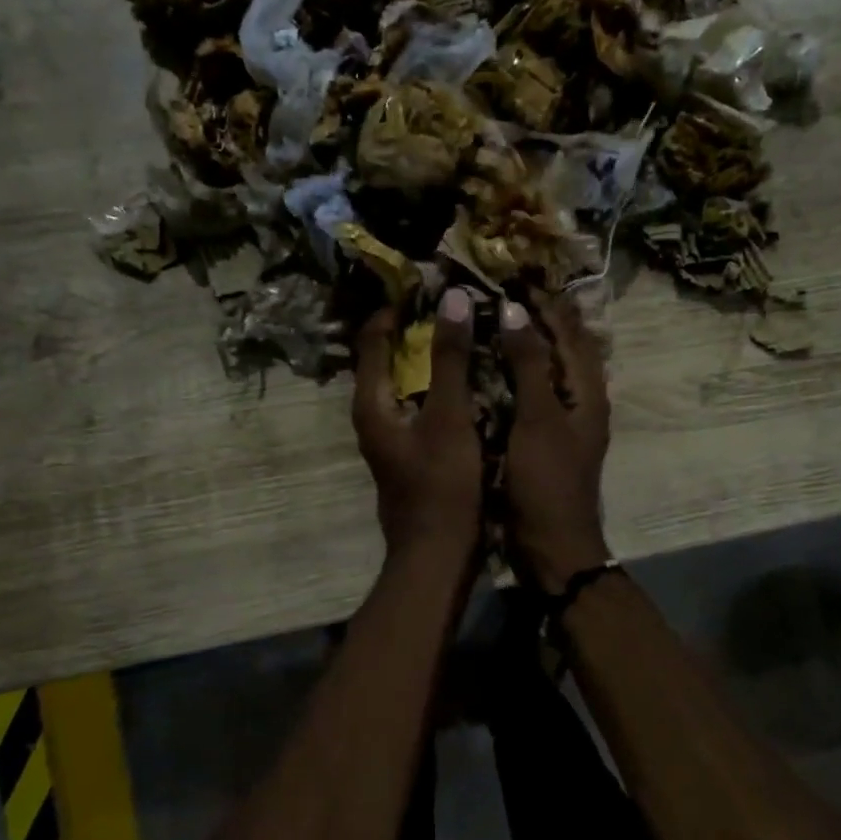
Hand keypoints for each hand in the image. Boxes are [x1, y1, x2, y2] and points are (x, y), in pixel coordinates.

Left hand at [353, 289, 482, 560]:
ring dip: (430, 357)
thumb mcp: (449, 417)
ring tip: (465, 333)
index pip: (373, 338)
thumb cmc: (442, 484)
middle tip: (454, 305)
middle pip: (387, 357)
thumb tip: (451, 298)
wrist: (438, 554)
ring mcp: (390, 435)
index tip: (429, 285)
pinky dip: (438, 384)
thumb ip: (450, 358)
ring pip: (405, 381)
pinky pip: (420, 403)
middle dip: (416, 329)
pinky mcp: (409, 450)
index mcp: (371, 402)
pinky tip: (469, 379)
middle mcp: (372, 415)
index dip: (396, 308)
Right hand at [499, 294, 611, 593]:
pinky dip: (518, 373)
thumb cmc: (546, 481)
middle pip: (565, 348)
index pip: (571, 334)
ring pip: (549, 370)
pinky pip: (532, 393)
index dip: (548, 304)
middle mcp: (581, 402)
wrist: (551, 546)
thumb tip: (514, 311)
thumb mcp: (538, 418)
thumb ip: (529, 364)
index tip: (518, 277)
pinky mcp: (543, 439)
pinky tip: (495, 367)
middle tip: (508, 291)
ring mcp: (563, 422)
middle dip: (542, 318)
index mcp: (587, 393)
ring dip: (530, 342)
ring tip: (500, 318)